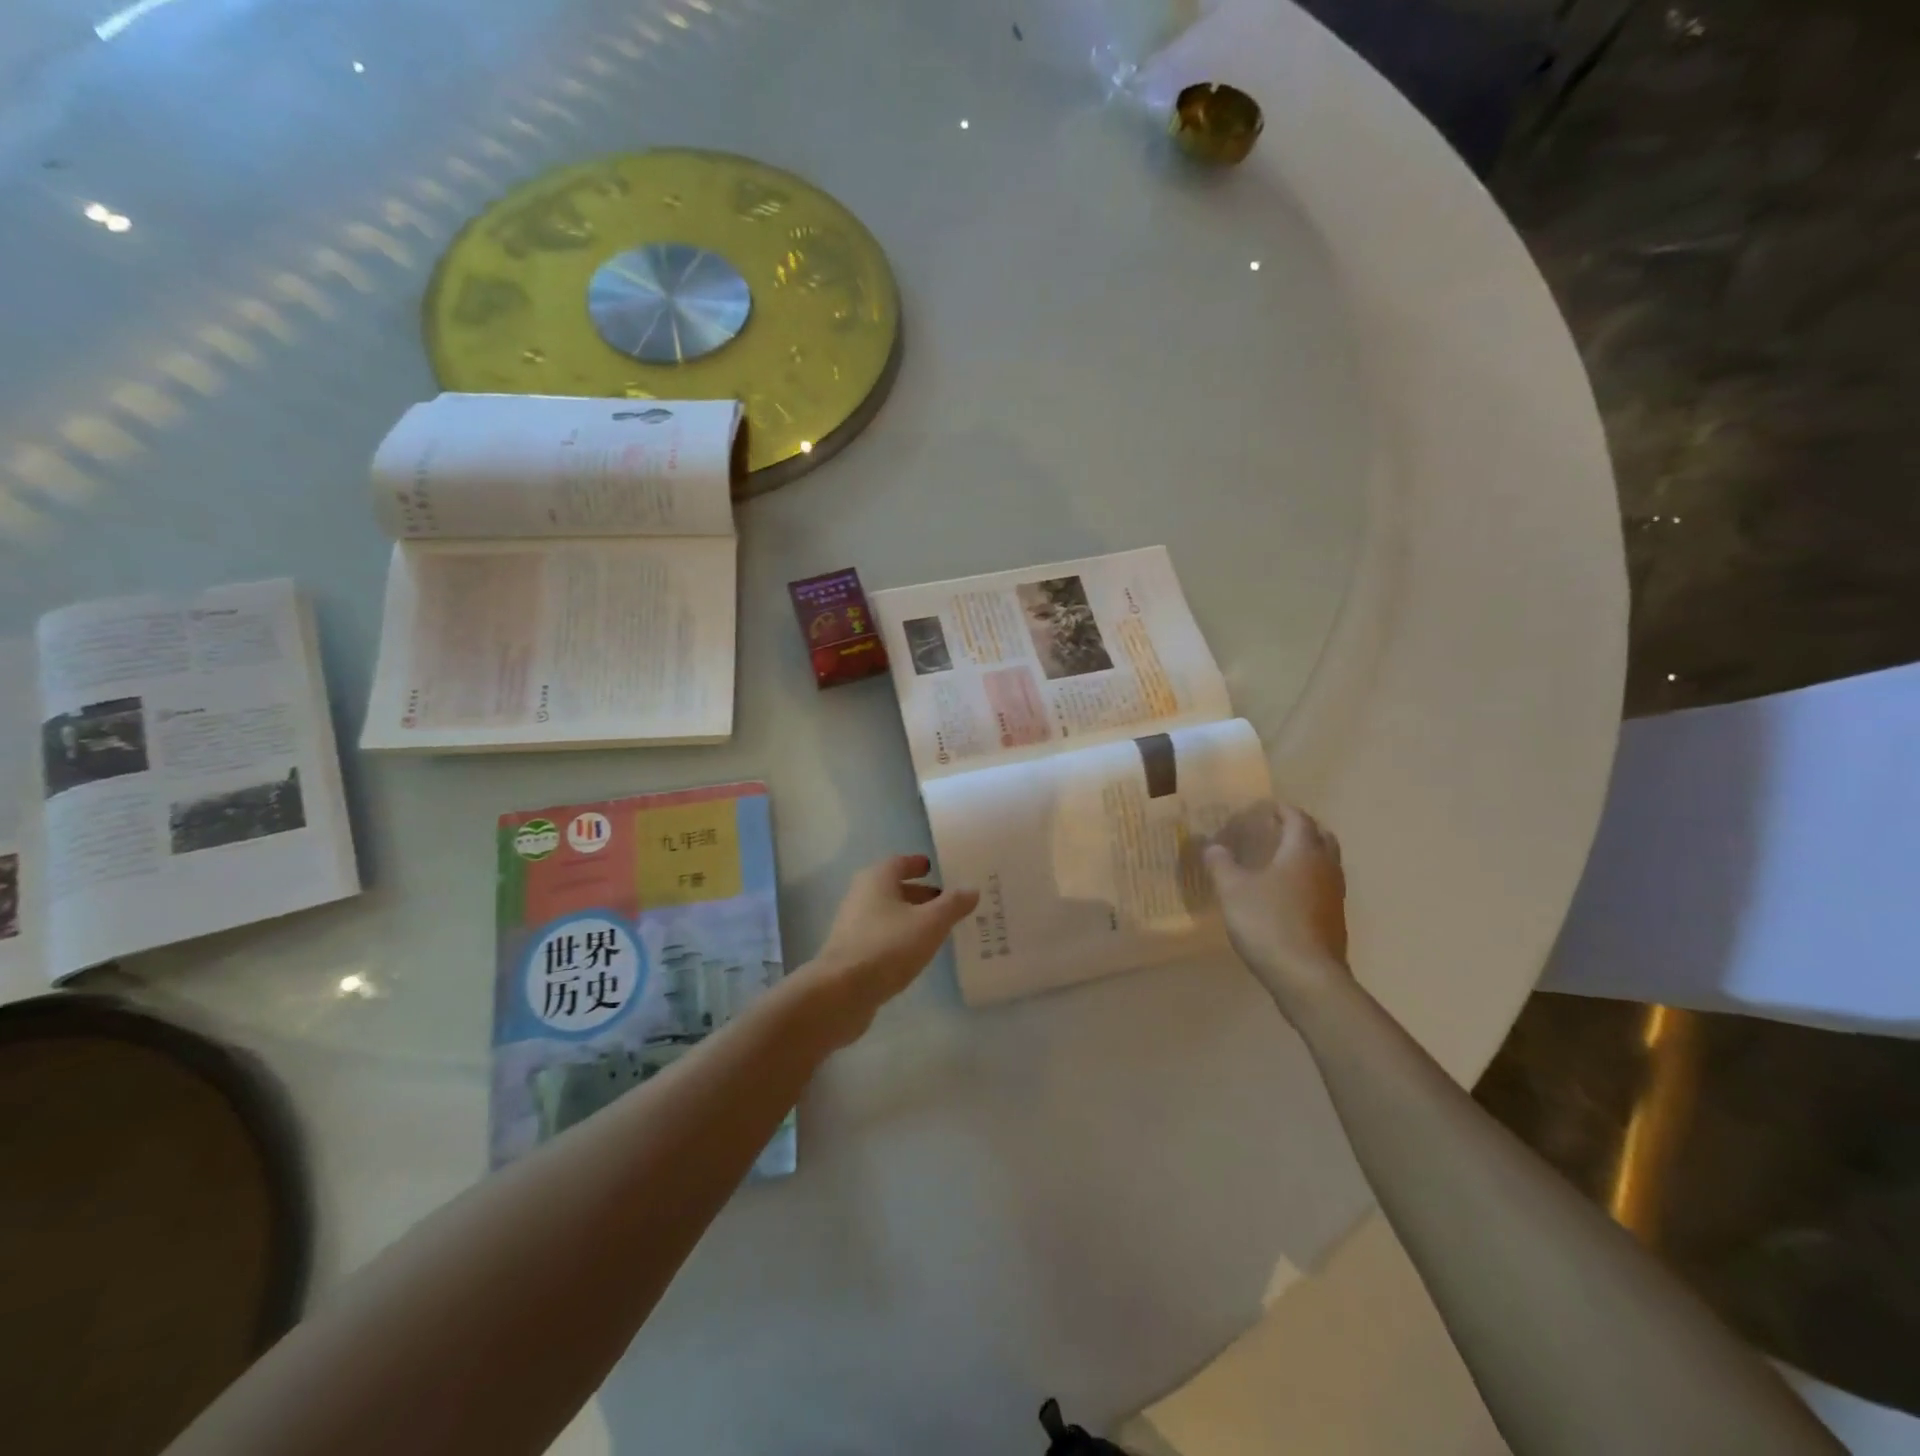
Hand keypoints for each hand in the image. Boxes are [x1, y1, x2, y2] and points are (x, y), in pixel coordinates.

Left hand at [802, 855, 978, 1045]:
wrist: (842, 992)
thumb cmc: (888, 946)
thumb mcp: (930, 923)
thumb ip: (953, 904)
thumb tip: (972, 889)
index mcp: (876, 879)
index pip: (899, 862)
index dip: (917, 864)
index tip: (934, 868)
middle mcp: (861, 896)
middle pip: (893, 888)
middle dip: (919, 893)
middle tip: (946, 901)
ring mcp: (853, 925)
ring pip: (888, 914)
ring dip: (911, 917)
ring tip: (938, 928)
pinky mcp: (852, 952)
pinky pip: (882, 936)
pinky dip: (900, 937)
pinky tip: (916, 952)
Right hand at [1204, 802, 1349, 1009]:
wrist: (1306, 976)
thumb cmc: (1268, 922)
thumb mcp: (1232, 890)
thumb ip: (1221, 863)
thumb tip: (1212, 845)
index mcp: (1303, 852)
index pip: (1298, 819)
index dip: (1282, 810)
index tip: (1264, 807)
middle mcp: (1325, 867)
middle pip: (1321, 836)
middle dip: (1301, 828)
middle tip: (1276, 829)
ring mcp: (1335, 895)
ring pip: (1326, 863)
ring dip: (1307, 854)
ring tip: (1280, 859)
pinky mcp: (1335, 919)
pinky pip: (1324, 886)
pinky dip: (1308, 879)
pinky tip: (1286, 893)